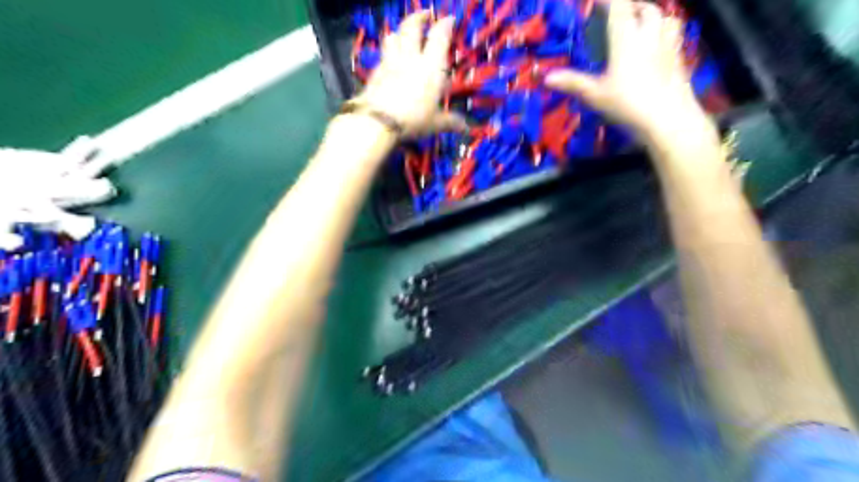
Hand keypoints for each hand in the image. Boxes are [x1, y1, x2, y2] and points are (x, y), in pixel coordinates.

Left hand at [352, 11, 466, 135]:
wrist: (378, 121)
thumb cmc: (413, 119)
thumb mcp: (435, 123)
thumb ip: (450, 121)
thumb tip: (465, 127)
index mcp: (431, 66)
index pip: (439, 36)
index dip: (445, 25)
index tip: (450, 19)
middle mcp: (411, 58)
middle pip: (412, 27)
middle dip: (419, 17)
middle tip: (425, 14)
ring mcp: (390, 62)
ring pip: (393, 36)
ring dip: (400, 31)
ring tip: (404, 33)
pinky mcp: (375, 72)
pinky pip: (383, 55)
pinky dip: (388, 53)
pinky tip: (391, 61)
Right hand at [550, 1, 712, 141]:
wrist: (668, 118)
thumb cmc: (628, 103)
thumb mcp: (595, 95)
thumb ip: (572, 83)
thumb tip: (545, 78)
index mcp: (627, 38)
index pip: (619, 6)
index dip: (607, 1)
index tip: (596, 2)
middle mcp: (650, 35)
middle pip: (645, 9)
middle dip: (631, 7)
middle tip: (618, 14)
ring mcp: (669, 45)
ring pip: (665, 18)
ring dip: (652, 16)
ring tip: (641, 25)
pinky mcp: (680, 59)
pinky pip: (674, 36)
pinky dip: (664, 33)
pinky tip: (656, 47)